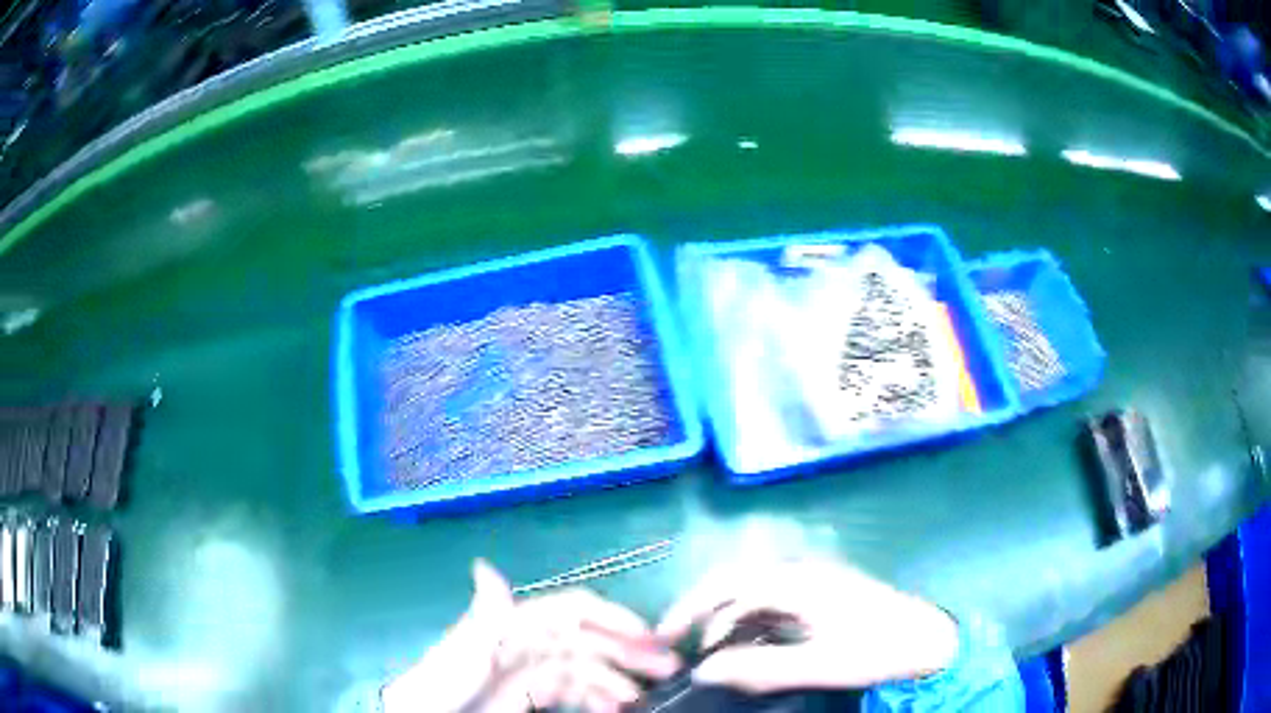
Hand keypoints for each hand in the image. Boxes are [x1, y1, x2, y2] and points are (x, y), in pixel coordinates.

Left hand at [382, 560, 678, 712]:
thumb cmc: (442, 687)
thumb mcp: (461, 654)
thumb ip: (483, 618)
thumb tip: (487, 568)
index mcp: (513, 626)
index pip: (571, 611)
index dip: (611, 617)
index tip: (649, 635)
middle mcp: (529, 644)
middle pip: (589, 640)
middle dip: (630, 650)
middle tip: (669, 668)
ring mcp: (532, 672)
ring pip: (588, 667)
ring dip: (619, 678)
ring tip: (642, 697)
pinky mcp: (532, 696)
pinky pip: (575, 691)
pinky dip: (599, 697)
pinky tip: (615, 708)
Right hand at [655, 558, 958, 693]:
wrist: (931, 639)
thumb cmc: (878, 650)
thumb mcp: (820, 665)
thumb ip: (760, 667)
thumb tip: (703, 670)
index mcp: (798, 581)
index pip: (727, 586)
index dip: (689, 608)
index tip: (663, 636)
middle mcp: (801, 571)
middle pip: (735, 583)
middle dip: (701, 611)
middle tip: (679, 646)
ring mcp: (814, 580)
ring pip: (752, 593)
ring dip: (726, 620)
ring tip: (713, 653)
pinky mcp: (823, 594)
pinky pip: (772, 602)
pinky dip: (750, 622)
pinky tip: (750, 645)